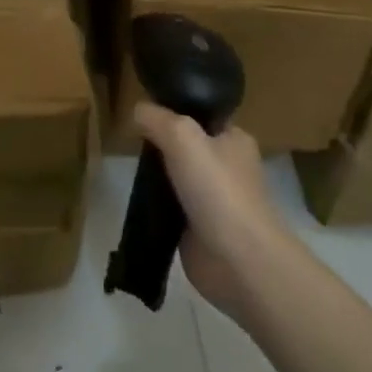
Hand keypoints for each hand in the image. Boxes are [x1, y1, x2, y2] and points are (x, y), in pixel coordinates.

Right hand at [133, 102, 285, 324]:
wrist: (239, 261)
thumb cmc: (218, 189)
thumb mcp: (182, 136)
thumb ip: (156, 118)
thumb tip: (137, 111)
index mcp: (234, 139)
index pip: (201, 114)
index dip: (174, 109)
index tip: (145, 112)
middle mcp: (228, 166)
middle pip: (186, 145)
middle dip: (161, 144)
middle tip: (134, 141)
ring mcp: (214, 200)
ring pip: (177, 176)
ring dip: (157, 175)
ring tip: (132, 168)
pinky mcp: (200, 229)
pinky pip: (172, 206)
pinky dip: (157, 204)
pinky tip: (138, 199)